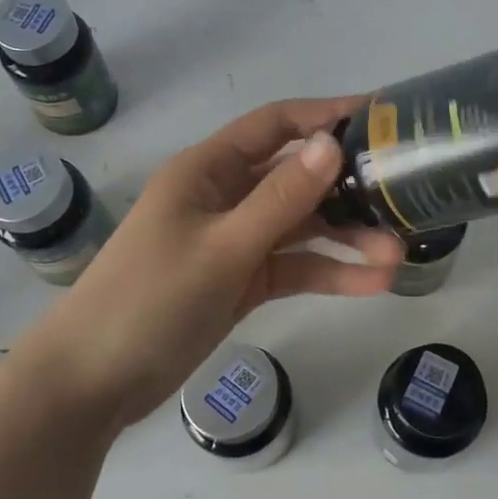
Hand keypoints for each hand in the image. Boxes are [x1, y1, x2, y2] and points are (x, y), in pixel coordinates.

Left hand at [21, 96, 402, 428]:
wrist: (92, 382)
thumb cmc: (149, 299)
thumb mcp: (221, 247)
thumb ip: (280, 198)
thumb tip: (333, 144)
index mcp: (208, 170)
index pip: (275, 125)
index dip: (325, 116)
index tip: (380, 118)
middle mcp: (225, 197)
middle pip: (297, 178)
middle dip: (349, 189)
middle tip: (404, 196)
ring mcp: (234, 241)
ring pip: (301, 227)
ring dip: (346, 238)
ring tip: (398, 254)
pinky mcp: (241, 281)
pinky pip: (293, 267)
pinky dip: (327, 273)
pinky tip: (371, 284)